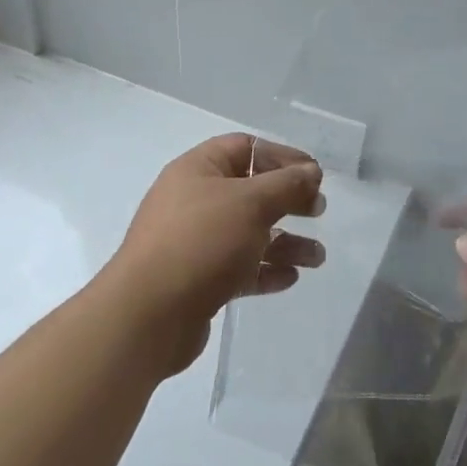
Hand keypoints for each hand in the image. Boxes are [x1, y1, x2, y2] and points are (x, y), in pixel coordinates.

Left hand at [107, 133, 325, 374]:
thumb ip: (287, 184)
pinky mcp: (198, 280)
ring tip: (318, 258)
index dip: (282, 156)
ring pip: (249, 233)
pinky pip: (240, 267)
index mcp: (198, 170)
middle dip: (289, 200)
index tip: (314, 174)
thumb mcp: (251, 203)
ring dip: (286, 242)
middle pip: (251, 191)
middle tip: (319, 211)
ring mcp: (195, 242)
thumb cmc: (201, 242)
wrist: (147, 317)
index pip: (246, 148)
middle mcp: (194, 200)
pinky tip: (291, 278)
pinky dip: (266, 270)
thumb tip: (311, 171)